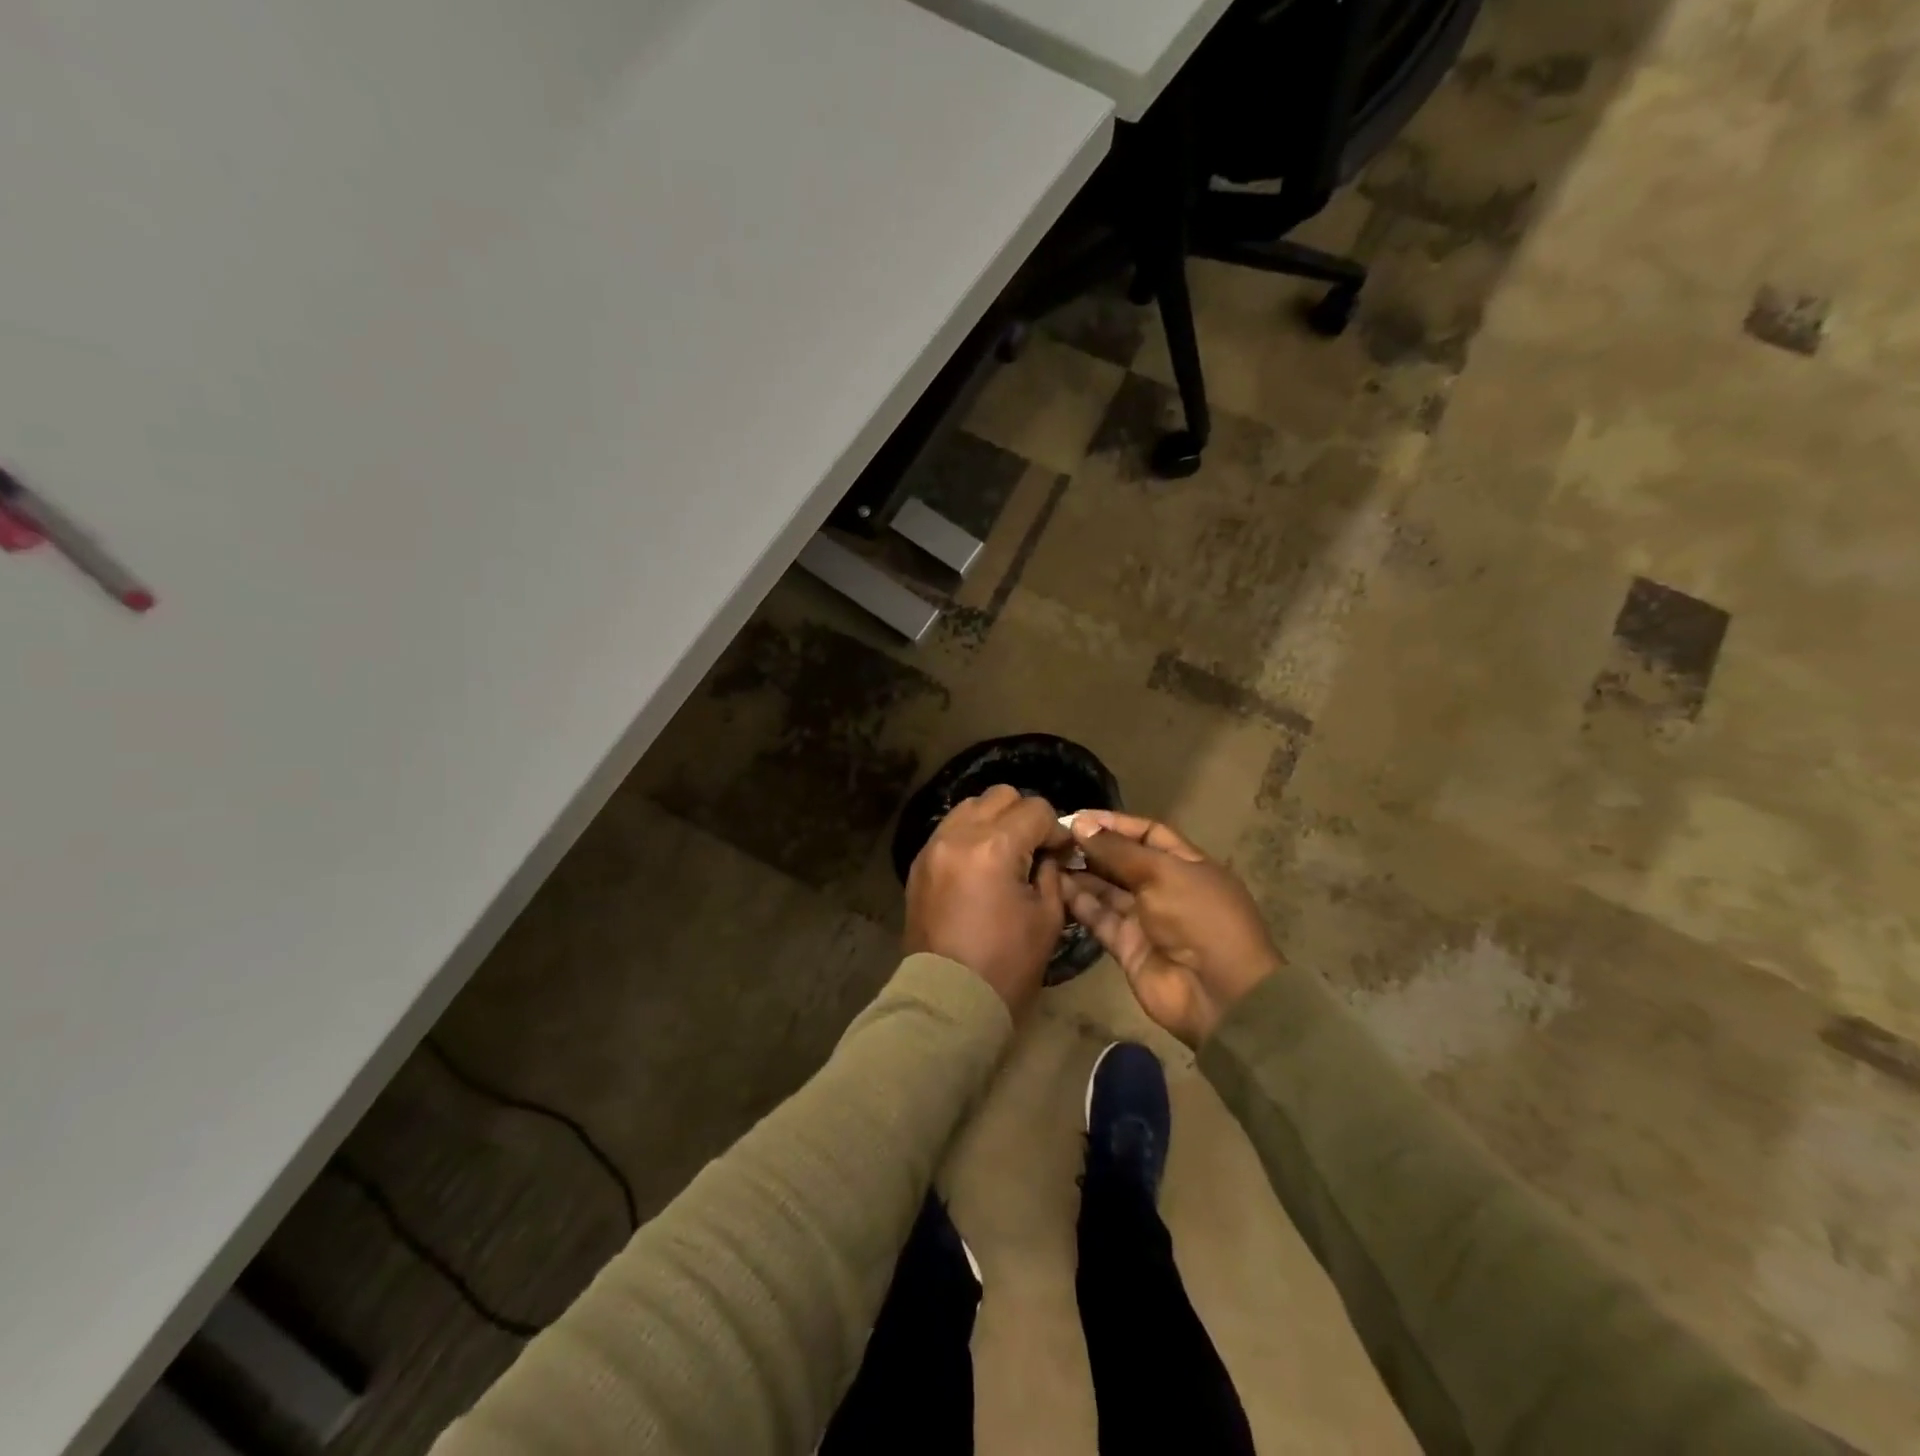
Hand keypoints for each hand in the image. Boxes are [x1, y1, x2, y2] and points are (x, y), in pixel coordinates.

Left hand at [904, 785, 1071, 1014]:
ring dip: (994, 821)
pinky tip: (980, 865)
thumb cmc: (1006, 965)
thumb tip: (1049, 852)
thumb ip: (1051, 873)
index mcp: (994, 848)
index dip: (1055, 829)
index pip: (1035, 809)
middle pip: (1000, 796)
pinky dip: (969, 835)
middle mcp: (959, 835)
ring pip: (970, 806)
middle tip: (1033, 848)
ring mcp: (933, 846)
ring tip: (1004, 854)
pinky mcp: (919, 863)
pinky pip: (949, 829)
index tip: (1060, 854)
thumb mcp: (1047, 917)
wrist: (948, 1001)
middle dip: (1024, 816)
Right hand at [1064, 810, 1282, 1046]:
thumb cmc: (1198, 918)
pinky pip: (1099, 918)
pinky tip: (1055, 887)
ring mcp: (1145, 919)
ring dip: (1081, 874)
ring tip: (1047, 858)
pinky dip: (1079, 903)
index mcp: (1186, 864)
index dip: (1115, 824)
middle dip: (1092, 848)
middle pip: (1123, 862)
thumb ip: (1118, 850)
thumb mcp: (1161, 873)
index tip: (1078, 816)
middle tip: (1055, 837)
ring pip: (1107, 890)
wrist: (1217, 993)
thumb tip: (1081, 824)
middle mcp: (1165, 888)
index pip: (1147, 834)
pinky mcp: (1127, 946)